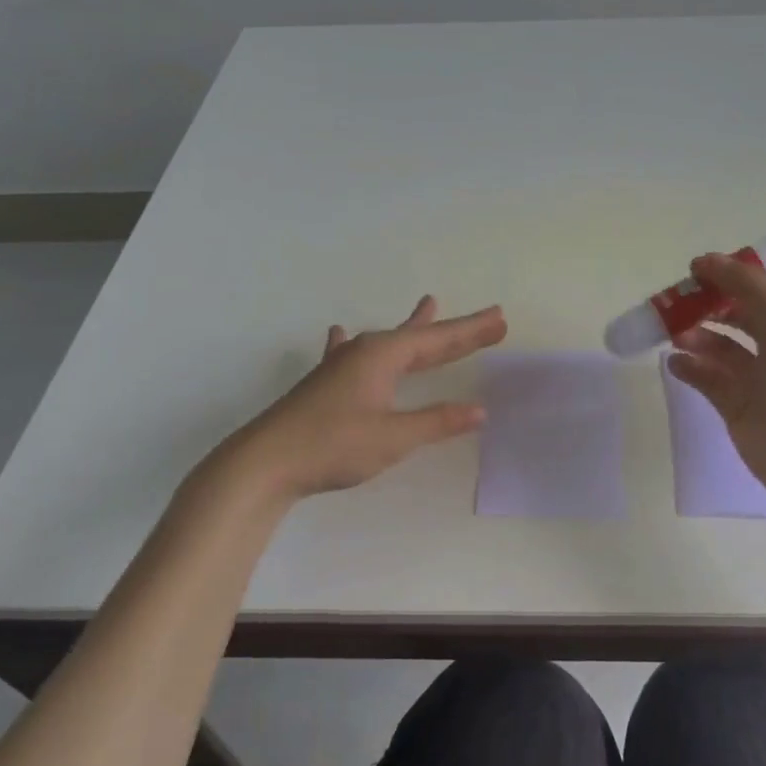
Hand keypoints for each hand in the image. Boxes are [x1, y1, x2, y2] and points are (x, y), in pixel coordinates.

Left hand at [238, 296, 507, 499]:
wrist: (265, 461)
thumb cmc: (332, 445)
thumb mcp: (392, 437)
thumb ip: (436, 422)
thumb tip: (479, 410)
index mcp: (383, 356)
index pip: (439, 339)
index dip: (471, 332)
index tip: (501, 319)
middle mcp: (364, 351)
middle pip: (418, 336)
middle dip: (453, 330)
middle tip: (486, 320)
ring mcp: (341, 365)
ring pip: (388, 341)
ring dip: (413, 327)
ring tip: (429, 304)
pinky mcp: (325, 383)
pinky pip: (351, 353)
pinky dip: (356, 342)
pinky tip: (340, 333)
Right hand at [667, 253, 765, 511]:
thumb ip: (747, 288)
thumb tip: (706, 259)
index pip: (763, 289)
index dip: (730, 277)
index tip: (694, 272)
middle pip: (738, 315)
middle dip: (707, 306)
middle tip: (673, 303)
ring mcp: (761, 379)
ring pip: (721, 347)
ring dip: (697, 336)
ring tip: (673, 334)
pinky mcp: (739, 407)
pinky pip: (709, 380)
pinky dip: (691, 368)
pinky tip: (675, 363)